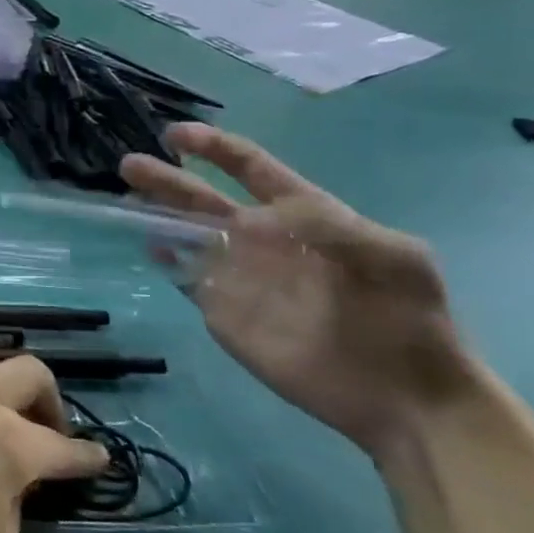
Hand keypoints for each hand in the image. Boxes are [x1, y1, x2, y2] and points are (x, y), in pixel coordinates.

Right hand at [121, 124, 479, 459]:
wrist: (404, 398)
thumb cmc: (407, 319)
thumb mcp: (394, 258)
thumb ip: (330, 226)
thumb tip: (260, 214)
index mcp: (301, 215)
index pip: (250, 169)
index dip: (213, 148)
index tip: (174, 134)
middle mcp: (261, 238)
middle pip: (203, 198)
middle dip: (166, 179)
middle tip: (129, 165)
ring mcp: (239, 275)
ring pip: (186, 234)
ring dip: (156, 214)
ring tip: (126, 199)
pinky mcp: (223, 311)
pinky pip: (186, 278)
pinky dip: (166, 260)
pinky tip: (151, 247)